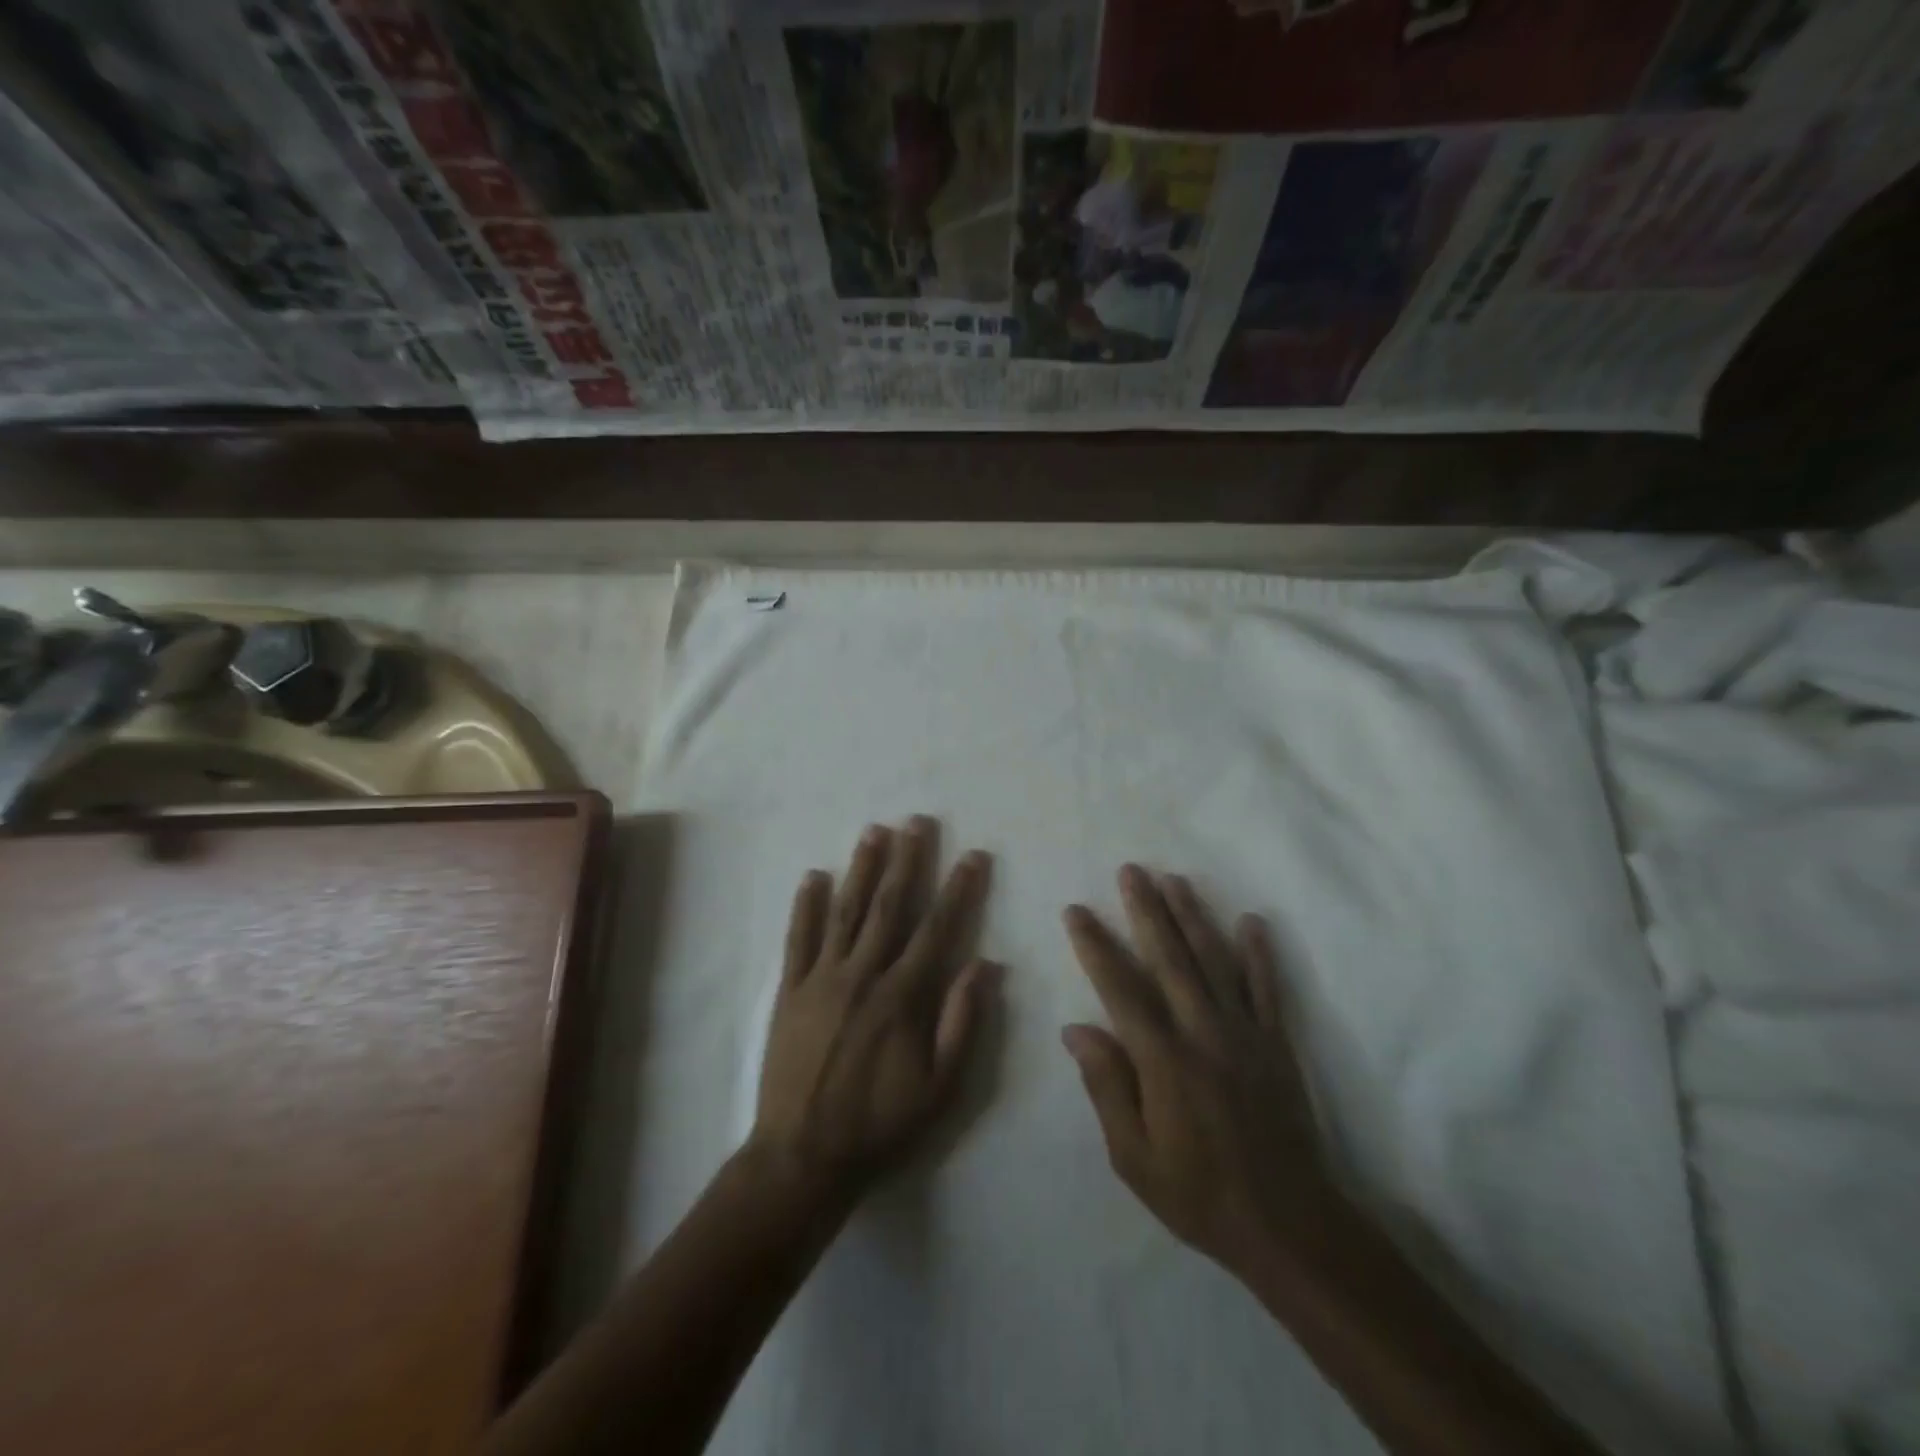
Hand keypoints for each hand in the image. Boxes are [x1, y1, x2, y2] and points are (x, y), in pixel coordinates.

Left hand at [752, 817, 997, 1201]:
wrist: (803, 1156)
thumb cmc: (880, 1122)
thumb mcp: (939, 1086)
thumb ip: (962, 1021)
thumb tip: (986, 963)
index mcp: (902, 995)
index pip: (937, 928)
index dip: (958, 889)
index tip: (973, 856)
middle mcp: (862, 974)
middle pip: (888, 906)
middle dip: (907, 860)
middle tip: (917, 822)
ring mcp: (821, 979)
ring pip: (844, 911)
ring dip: (861, 869)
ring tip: (874, 831)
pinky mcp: (789, 991)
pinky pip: (798, 940)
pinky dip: (805, 906)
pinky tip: (812, 876)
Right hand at [1061, 866, 1339, 1278]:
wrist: (1289, 1227)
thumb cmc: (1199, 1195)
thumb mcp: (1134, 1157)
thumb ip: (1106, 1087)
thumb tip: (1076, 1028)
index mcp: (1163, 1059)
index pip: (1120, 988)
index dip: (1095, 946)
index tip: (1076, 911)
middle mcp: (1203, 1032)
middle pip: (1170, 958)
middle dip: (1147, 910)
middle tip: (1131, 870)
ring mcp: (1244, 1033)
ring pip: (1214, 961)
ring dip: (1193, 916)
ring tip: (1174, 879)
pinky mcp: (1276, 1044)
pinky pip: (1266, 988)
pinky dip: (1259, 953)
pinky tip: (1250, 921)